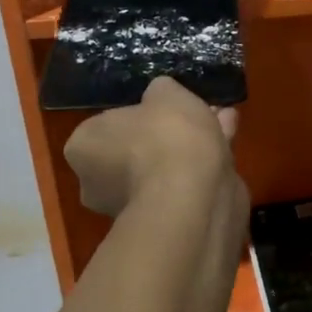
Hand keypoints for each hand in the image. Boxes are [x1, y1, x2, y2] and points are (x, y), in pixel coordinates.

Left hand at [64, 77, 239, 217]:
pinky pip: (182, 183)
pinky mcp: (164, 220)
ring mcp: (130, 207)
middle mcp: (97, 182)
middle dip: (169, 130)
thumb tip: (160, 95)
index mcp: (83, 148)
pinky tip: (228, 140)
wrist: (193, 197)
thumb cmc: (165, 137)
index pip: (105, 125)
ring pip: (163, 166)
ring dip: (190, 145)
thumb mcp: (165, 92)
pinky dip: (202, 163)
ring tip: (223, 120)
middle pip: (136, 148)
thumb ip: (160, 91)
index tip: (162, 107)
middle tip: (196, 112)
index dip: (137, 114)